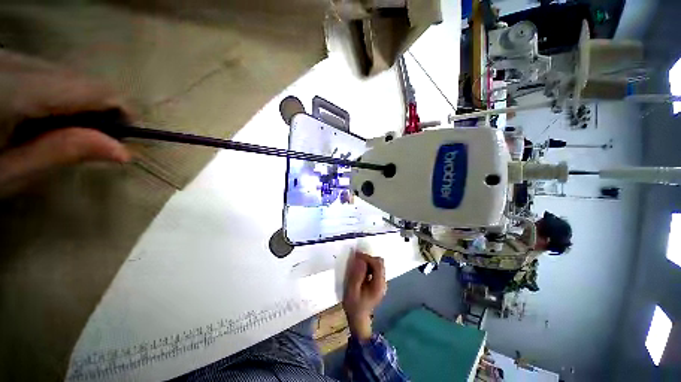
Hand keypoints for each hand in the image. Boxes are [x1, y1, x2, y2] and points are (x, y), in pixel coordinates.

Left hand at [0, 50, 130, 195]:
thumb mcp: (11, 173)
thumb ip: (62, 153)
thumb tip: (122, 151)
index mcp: (20, 90)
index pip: (95, 90)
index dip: (121, 111)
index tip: (127, 136)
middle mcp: (18, 62)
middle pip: (79, 79)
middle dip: (95, 109)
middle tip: (91, 141)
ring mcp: (8, 56)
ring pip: (62, 74)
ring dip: (72, 102)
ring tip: (59, 131)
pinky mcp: (2, 59)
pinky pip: (43, 71)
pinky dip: (53, 93)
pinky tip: (38, 114)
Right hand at [342, 251, 386, 340]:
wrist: (358, 319)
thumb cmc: (353, 305)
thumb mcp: (351, 290)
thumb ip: (356, 274)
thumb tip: (360, 260)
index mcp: (378, 285)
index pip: (378, 264)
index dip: (368, 257)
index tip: (356, 256)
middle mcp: (383, 282)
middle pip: (380, 263)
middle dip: (368, 259)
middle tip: (356, 261)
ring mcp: (381, 283)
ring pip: (378, 265)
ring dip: (368, 262)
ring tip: (357, 266)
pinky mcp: (378, 283)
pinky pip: (375, 269)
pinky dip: (368, 266)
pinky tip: (360, 271)